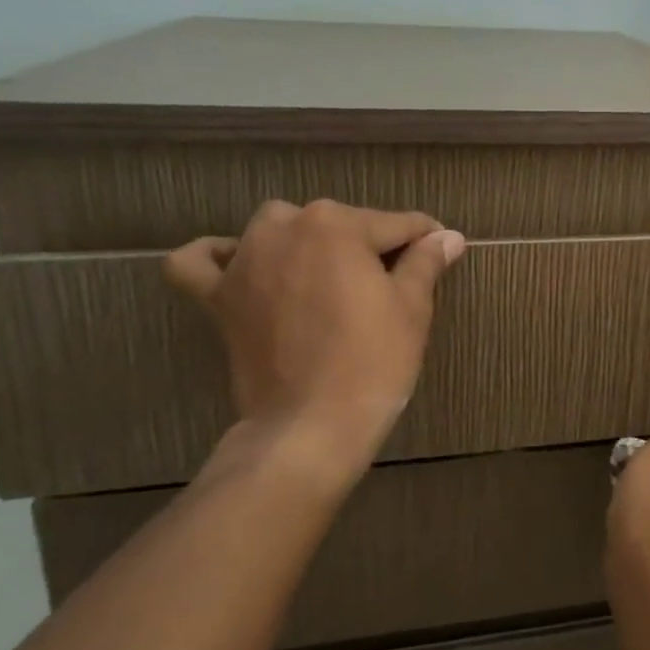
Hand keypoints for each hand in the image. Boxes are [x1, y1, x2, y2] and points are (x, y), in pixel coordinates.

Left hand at [165, 200, 465, 479]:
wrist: (311, 426)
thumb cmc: (373, 361)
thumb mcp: (412, 308)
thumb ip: (426, 261)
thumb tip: (448, 236)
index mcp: (336, 224)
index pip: (395, 223)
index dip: (425, 239)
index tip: (442, 249)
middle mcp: (284, 227)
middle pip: (338, 223)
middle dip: (367, 245)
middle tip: (391, 283)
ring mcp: (244, 260)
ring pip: (277, 229)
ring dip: (304, 242)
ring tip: (327, 276)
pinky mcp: (217, 297)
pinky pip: (201, 262)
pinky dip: (217, 257)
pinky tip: (240, 265)